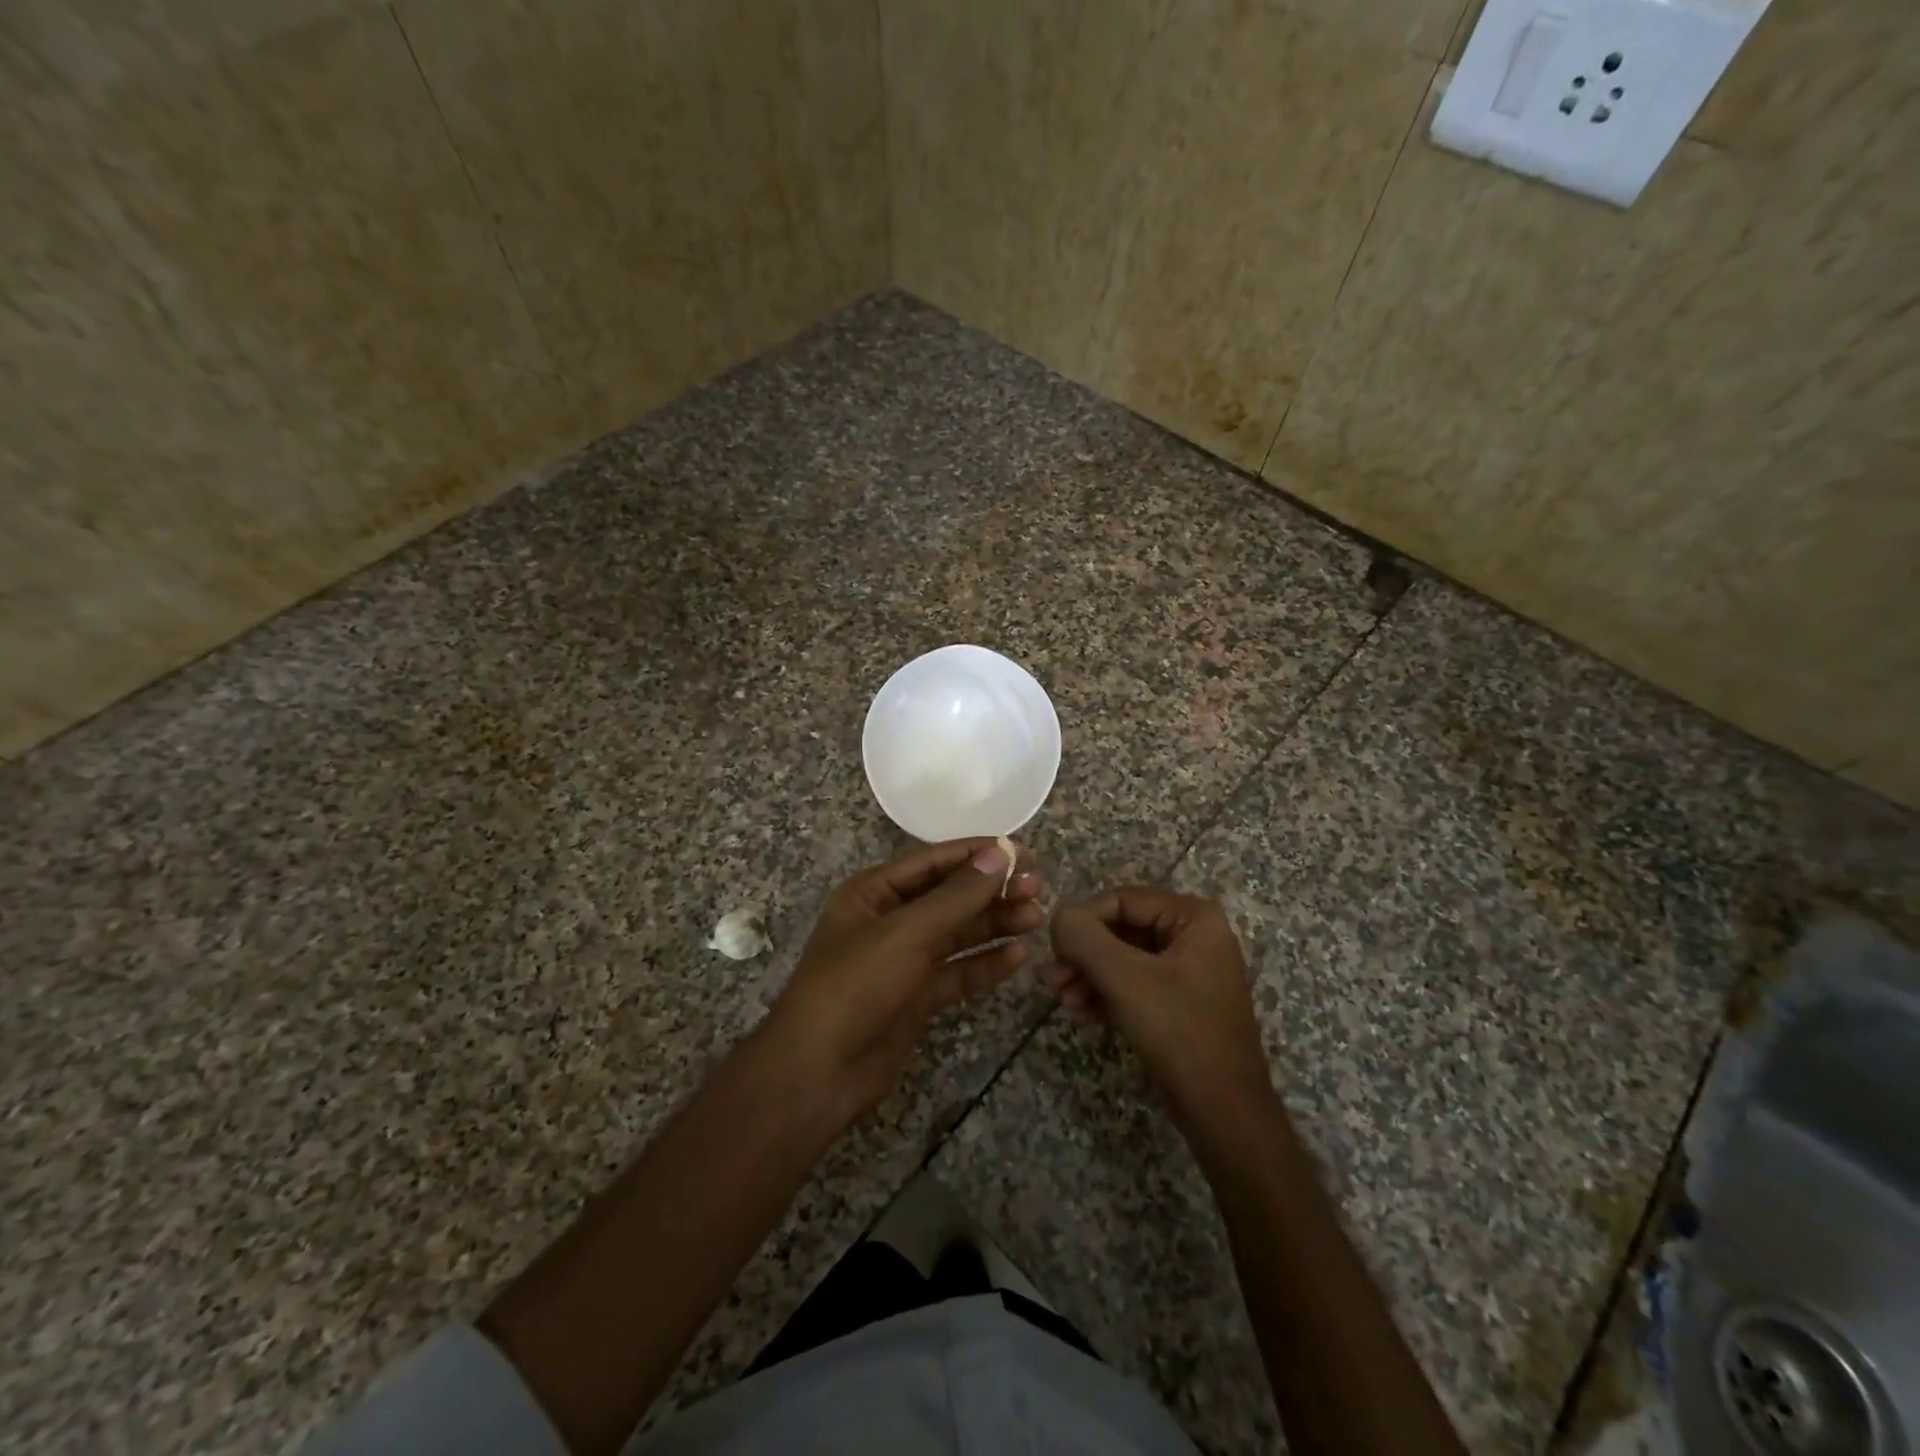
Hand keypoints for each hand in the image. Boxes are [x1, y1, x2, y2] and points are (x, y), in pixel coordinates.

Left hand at [763, 839, 1044, 1125]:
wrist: (818, 1072)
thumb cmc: (856, 985)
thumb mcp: (907, 932)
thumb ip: (957, 896)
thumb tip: (1001, 854)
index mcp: (874, 893)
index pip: (933, 861)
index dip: (976, 854)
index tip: (1021, 851)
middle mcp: (889, 921)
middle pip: (949, 897)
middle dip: (991, 891)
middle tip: (1038, 887)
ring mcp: (903, 961)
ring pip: (957, 934)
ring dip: (995, 924)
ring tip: (1037, 917)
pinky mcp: (916, 998)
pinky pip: (957, 972)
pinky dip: (985, 964)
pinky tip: (1018, 957)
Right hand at [1046, 888, 1270, 1120]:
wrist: (1225, 1114)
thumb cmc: (1180, 1033)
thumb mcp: (1125, 979)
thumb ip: (1085, 938)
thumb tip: (1058, 916)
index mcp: (1193, 917)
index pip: (1121, 899)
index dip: (1082, 920)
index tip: (1054, 951)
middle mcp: (1194, 935)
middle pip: (1120, 928)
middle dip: (1084, 954)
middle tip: (1054, 980)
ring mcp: (1188, 969)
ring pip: (1122, 957)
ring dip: (1089, 976)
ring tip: (1065, 1002)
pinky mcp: (1178, 1001)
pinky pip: (1133, 983)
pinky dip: (1105, 994)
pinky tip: (1083, 1014)